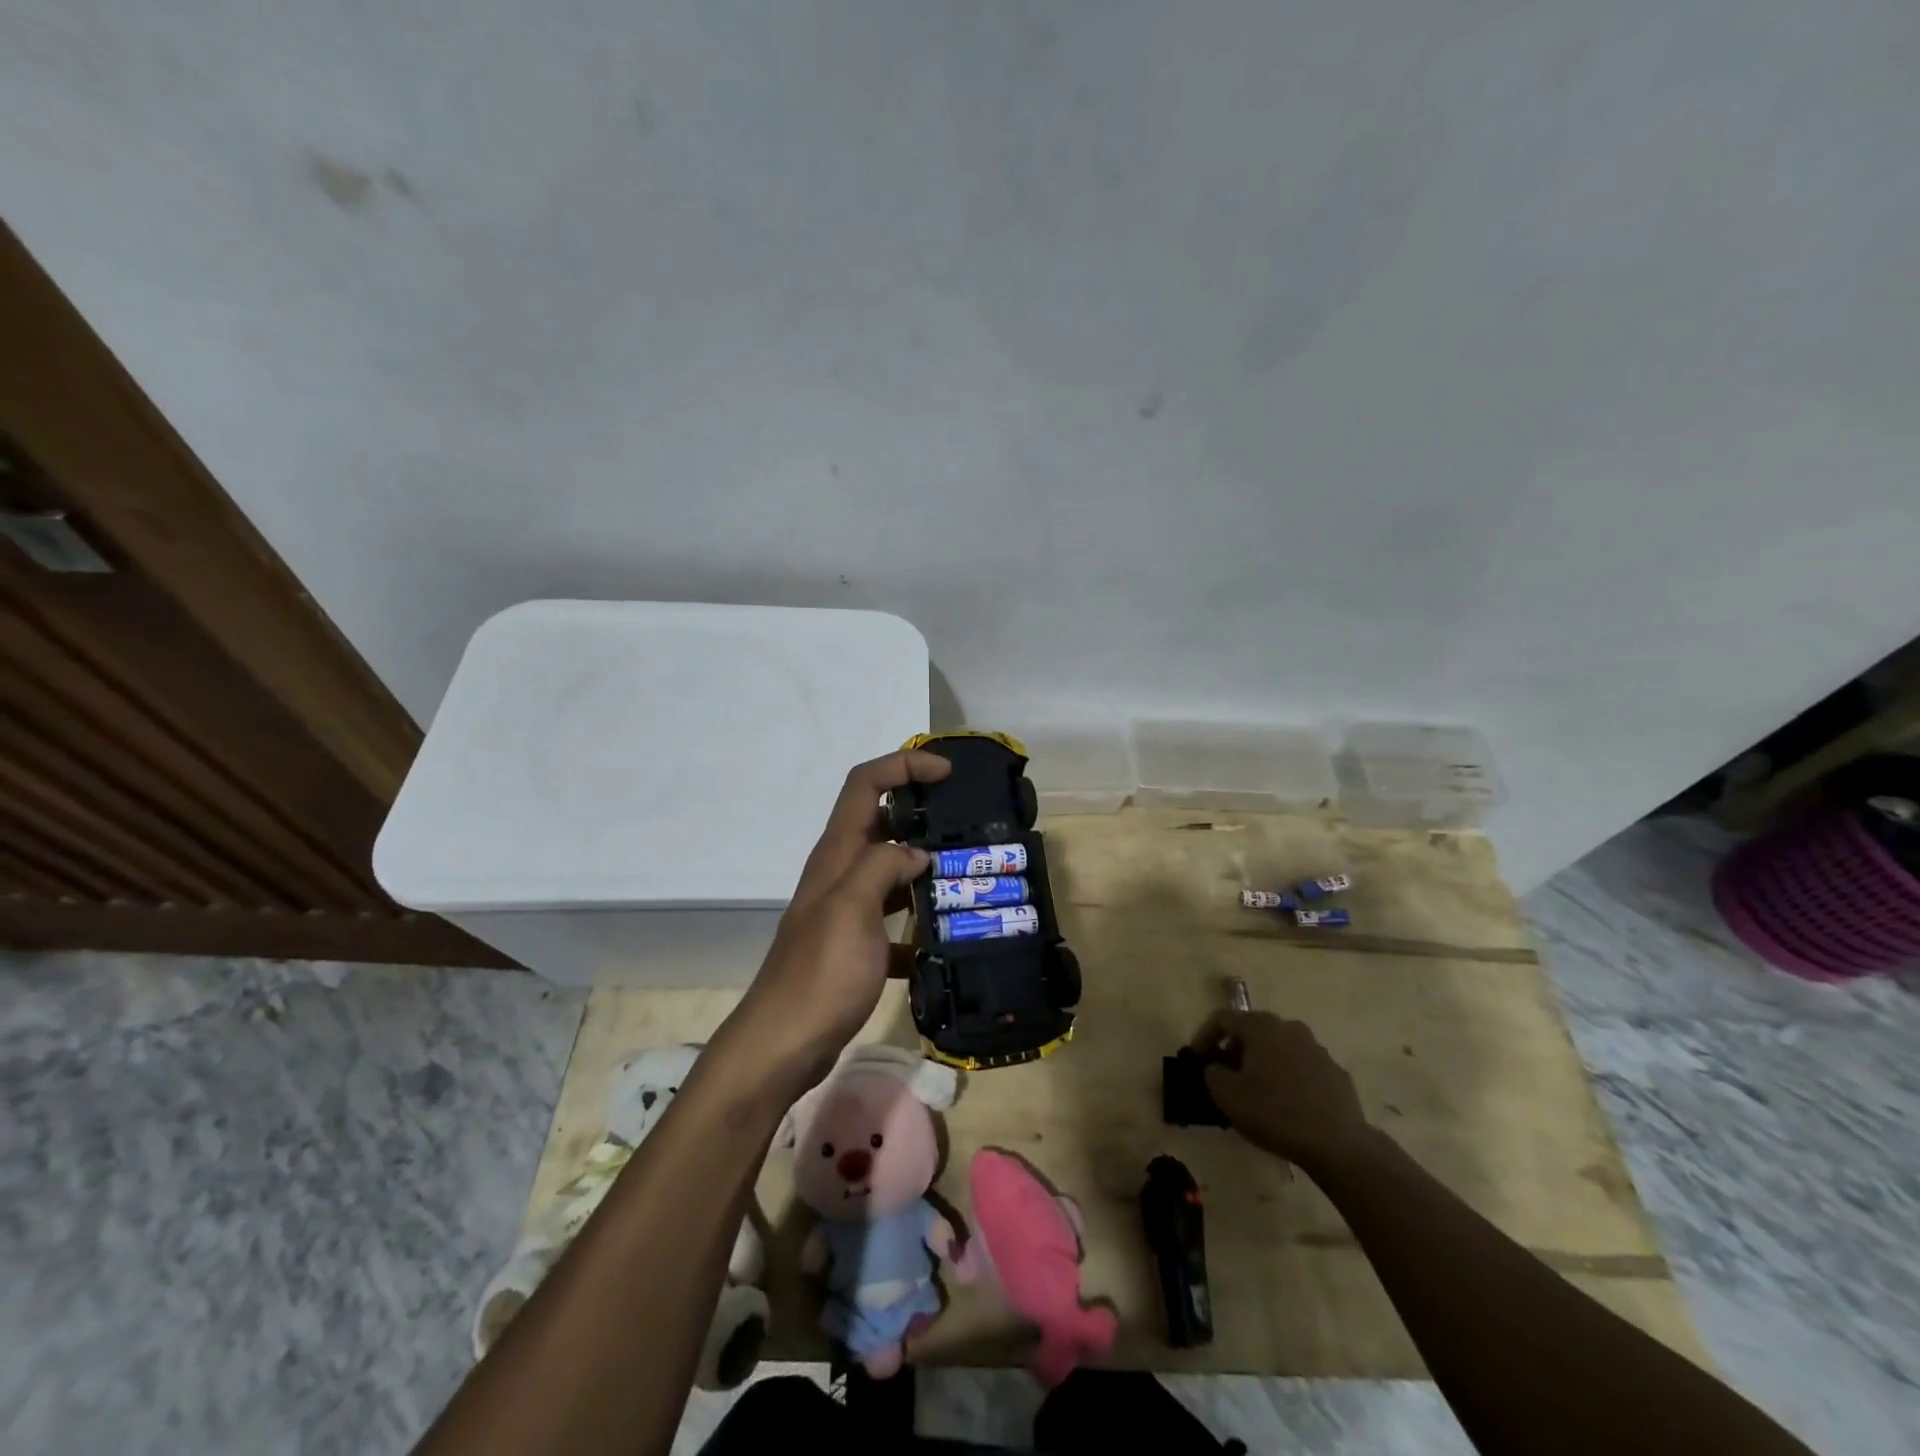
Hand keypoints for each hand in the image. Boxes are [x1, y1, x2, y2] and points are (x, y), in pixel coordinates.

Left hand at [730, 750, 949, 1081]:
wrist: (784, 1045)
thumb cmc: (820, 974)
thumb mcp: (851, 910)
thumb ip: (882, 867)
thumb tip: (917, 852)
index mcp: (837, 854)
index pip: (865, 784)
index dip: (903, 766)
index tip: (946, 772)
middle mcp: (840, 873)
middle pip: (881, 822)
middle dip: (922, 812)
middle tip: (968, 822)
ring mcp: (848, 911)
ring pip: (891, 871)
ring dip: (926, 866)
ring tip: (970, 872)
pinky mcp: (857, 946)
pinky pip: (895, 920)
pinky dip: (919, 923)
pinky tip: (947, 940)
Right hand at [1190, 1010, 1374, 1169]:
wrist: (1338, 1145)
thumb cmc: (1274, 1112)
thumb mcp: (1226, 1095)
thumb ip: (1212, 1073)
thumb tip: (1217, 1068)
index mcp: (1261, 1026)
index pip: (1221, 1018)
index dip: (1203, 1036)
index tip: (1196, 1060)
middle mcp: (1289, 1028)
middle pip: (1252, 1030)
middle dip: (1234, 1050)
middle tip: (1224, 1074)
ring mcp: (1317, 1050)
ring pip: (1279, 1048)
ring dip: (1262, 1063)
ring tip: (1255, 1092)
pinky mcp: (1336, 1074)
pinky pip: (1302, 1069)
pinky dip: (1288, 1079)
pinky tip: (1286, 1105)